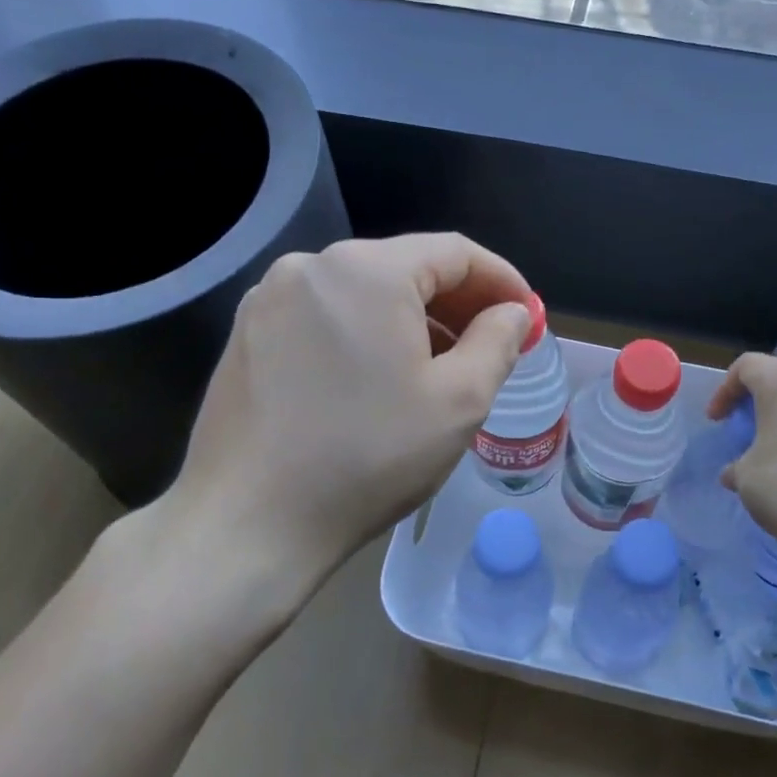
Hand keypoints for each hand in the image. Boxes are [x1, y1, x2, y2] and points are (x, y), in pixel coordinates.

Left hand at [142, 234, 532, 613]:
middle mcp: (310, 266)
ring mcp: (270, 299)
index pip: (454, 252)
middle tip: (493, 345)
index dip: (501, 280)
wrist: (248, 523)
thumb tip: (512, 313)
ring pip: (364, 293)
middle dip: (459, 303)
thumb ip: (497, 342)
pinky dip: (366, 334)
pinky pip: (326, 316)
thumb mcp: (458, 402)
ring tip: (442, 368)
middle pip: (406, 267)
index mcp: (366, 270)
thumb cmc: (367, 457)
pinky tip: (380, 379)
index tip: (528, 316)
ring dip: (413, 321)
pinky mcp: (248, 334)